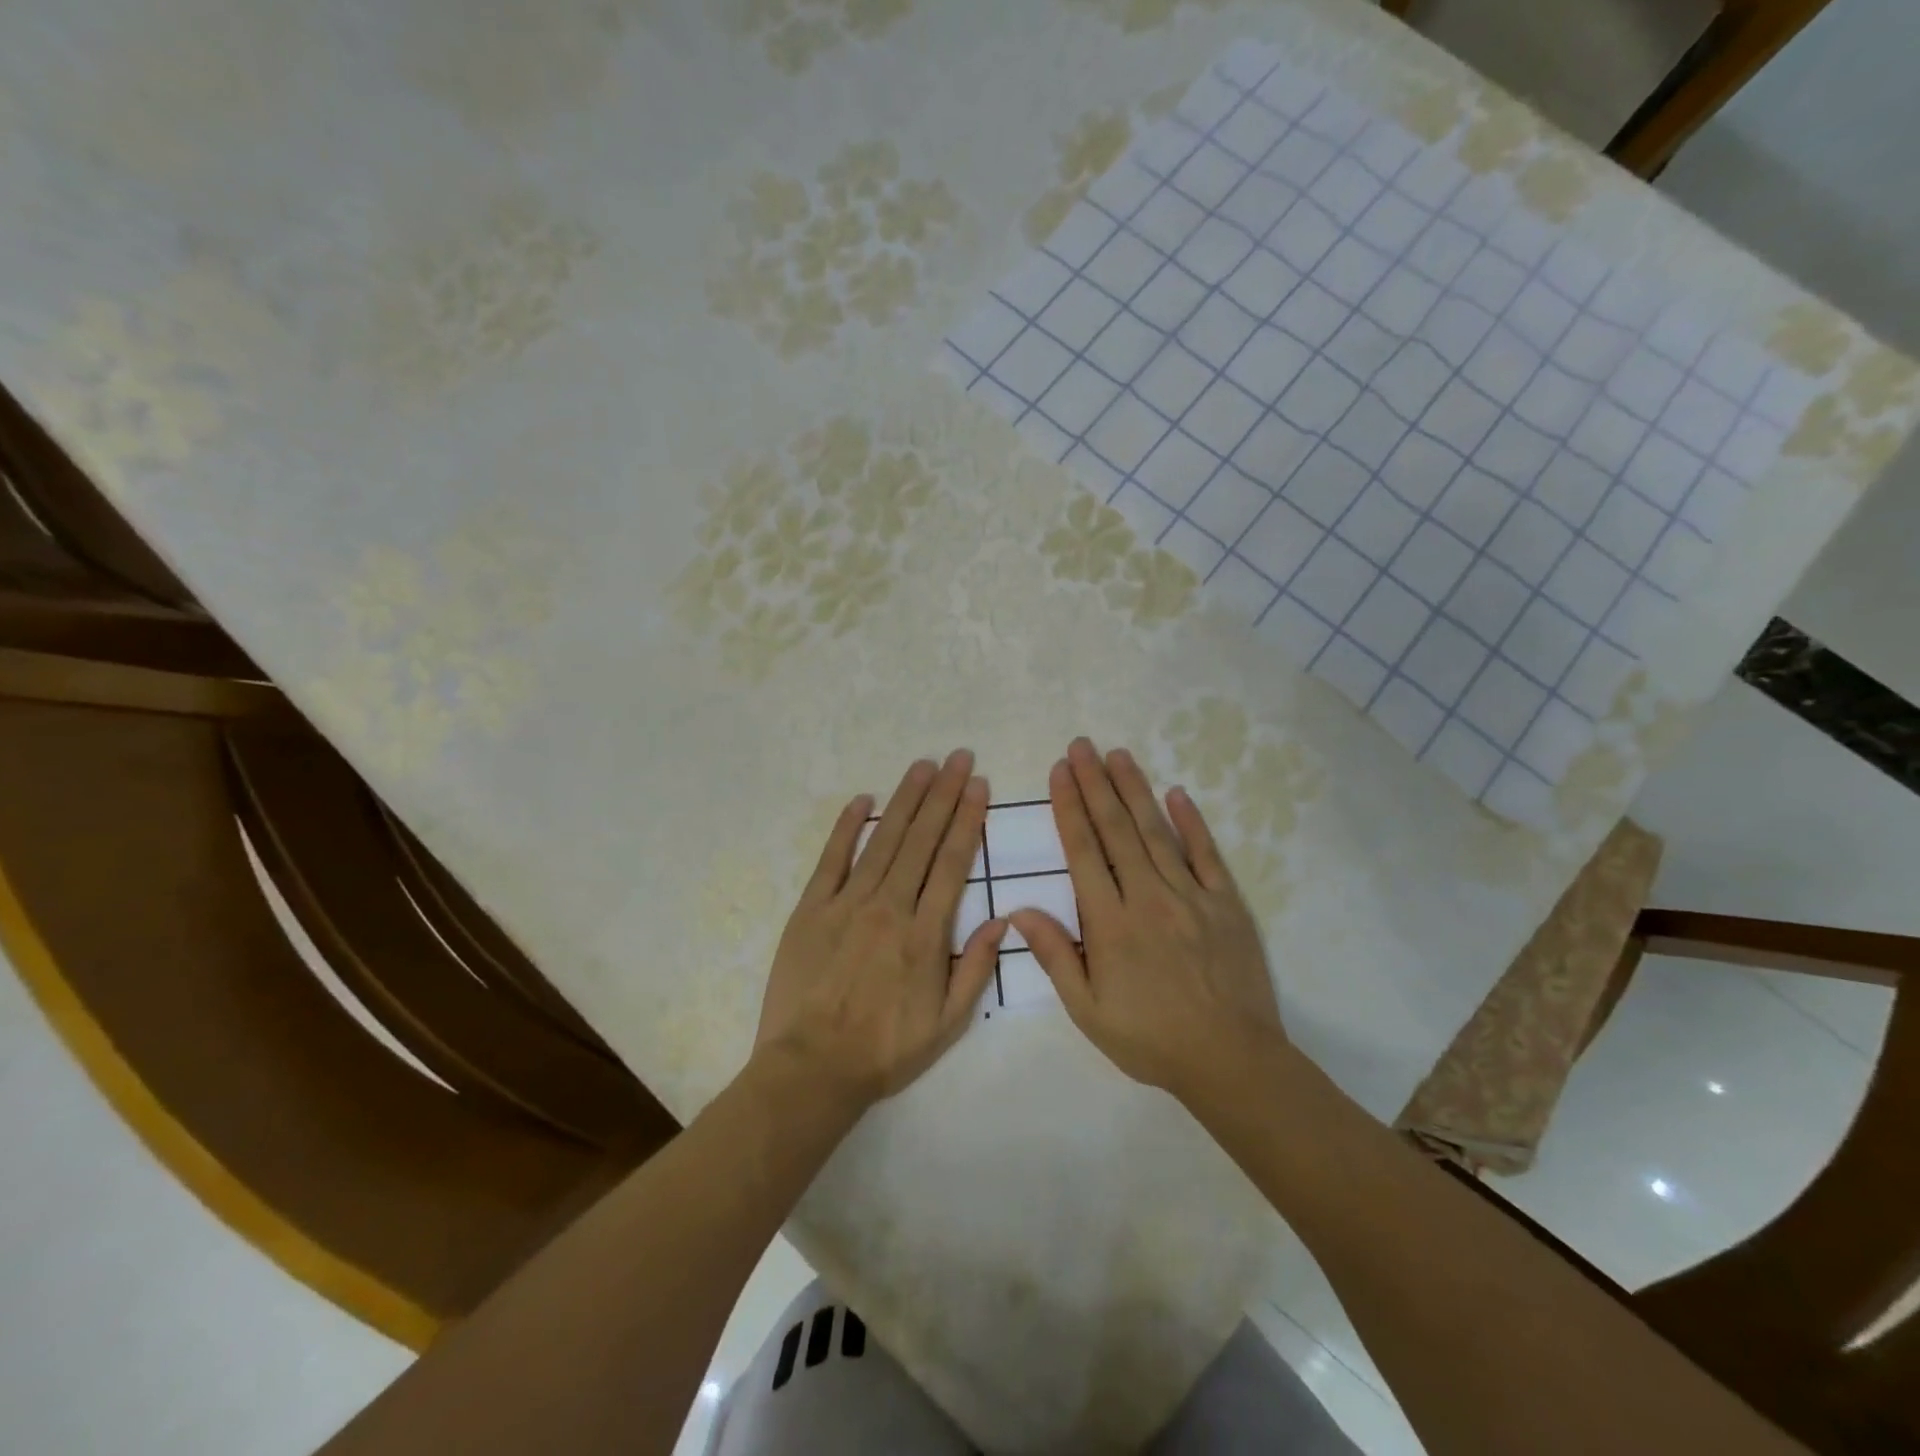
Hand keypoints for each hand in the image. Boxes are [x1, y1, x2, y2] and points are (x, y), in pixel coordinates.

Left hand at [755, 751, 1005, 1108]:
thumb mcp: (947, 1023)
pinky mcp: (811, 908)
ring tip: (924, 765)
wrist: (811, 1068)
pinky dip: (847, 826)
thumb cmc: (885, 1050)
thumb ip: (977, 968)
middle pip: (921, 839)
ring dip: (906, 800)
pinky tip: (863, 799)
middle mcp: (889, 906)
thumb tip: (1005, 919)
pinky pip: (832, 858)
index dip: (967, 819)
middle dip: (943, 794)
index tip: (979, 786)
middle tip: (959, 757)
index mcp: (925, 934)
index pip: (952, 862)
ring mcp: (847, 903)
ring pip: (883, 839)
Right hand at [1009, 738, 1287, 1103]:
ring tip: (1118, 754)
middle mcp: (1148, 897)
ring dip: (1135, 790)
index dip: (1069, 808)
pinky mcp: (1225, 903)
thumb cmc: (1150, 1038)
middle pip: (1116, 830)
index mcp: (1111, 923)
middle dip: (1095, 784)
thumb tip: (1020, 911)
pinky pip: (1205, 854)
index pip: (1084, 852)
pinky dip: (1191, 822)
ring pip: (1156, 832)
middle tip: (1081, 746)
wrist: (1231, 1060)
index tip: (1059, 772)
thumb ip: (1056, 956)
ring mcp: (1190, 896)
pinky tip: (1177, 793)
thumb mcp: (1089, 1010)